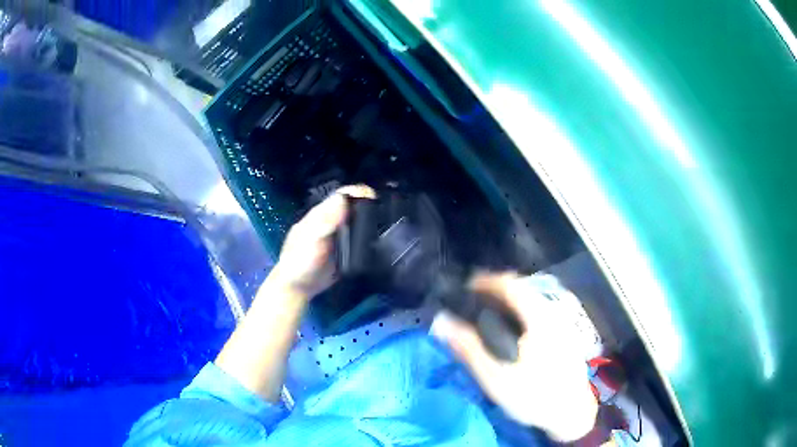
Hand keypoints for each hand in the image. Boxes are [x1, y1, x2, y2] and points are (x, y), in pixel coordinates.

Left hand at [270, 185, 375, 298]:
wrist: (297, 288)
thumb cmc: (300, 262)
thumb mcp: (311, 240)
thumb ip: (326, 221)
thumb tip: (342, 198)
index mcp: (319, 215)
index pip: (339, 196)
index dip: (356, 191)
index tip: (373, 194)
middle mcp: (329, 222)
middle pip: (350, 206)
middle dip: (366, 203)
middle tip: (384, 207)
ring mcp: (336, 237)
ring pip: (354, 221)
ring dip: (368, 217)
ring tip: (385, 219)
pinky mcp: (343, 251)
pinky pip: (357, 238)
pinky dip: (367, 235)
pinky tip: (376, 238)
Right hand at [431, 273, 597, 441]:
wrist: (570, 412)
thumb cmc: (532, 395)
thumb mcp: (495, 376)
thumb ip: (468, 348)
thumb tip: (441, 321)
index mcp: (537, 318)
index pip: (511, 285)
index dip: (487, 281)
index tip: (465, 286)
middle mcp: (552, 314)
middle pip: (522, 290)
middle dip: (496, 292)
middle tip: (472, 303)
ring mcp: (560, 324)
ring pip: (531, 302)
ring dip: (508, 303)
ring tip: (487, 316)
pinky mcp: (563, 336)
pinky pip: (537, 313)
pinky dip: (519, 314)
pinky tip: (511, 333)